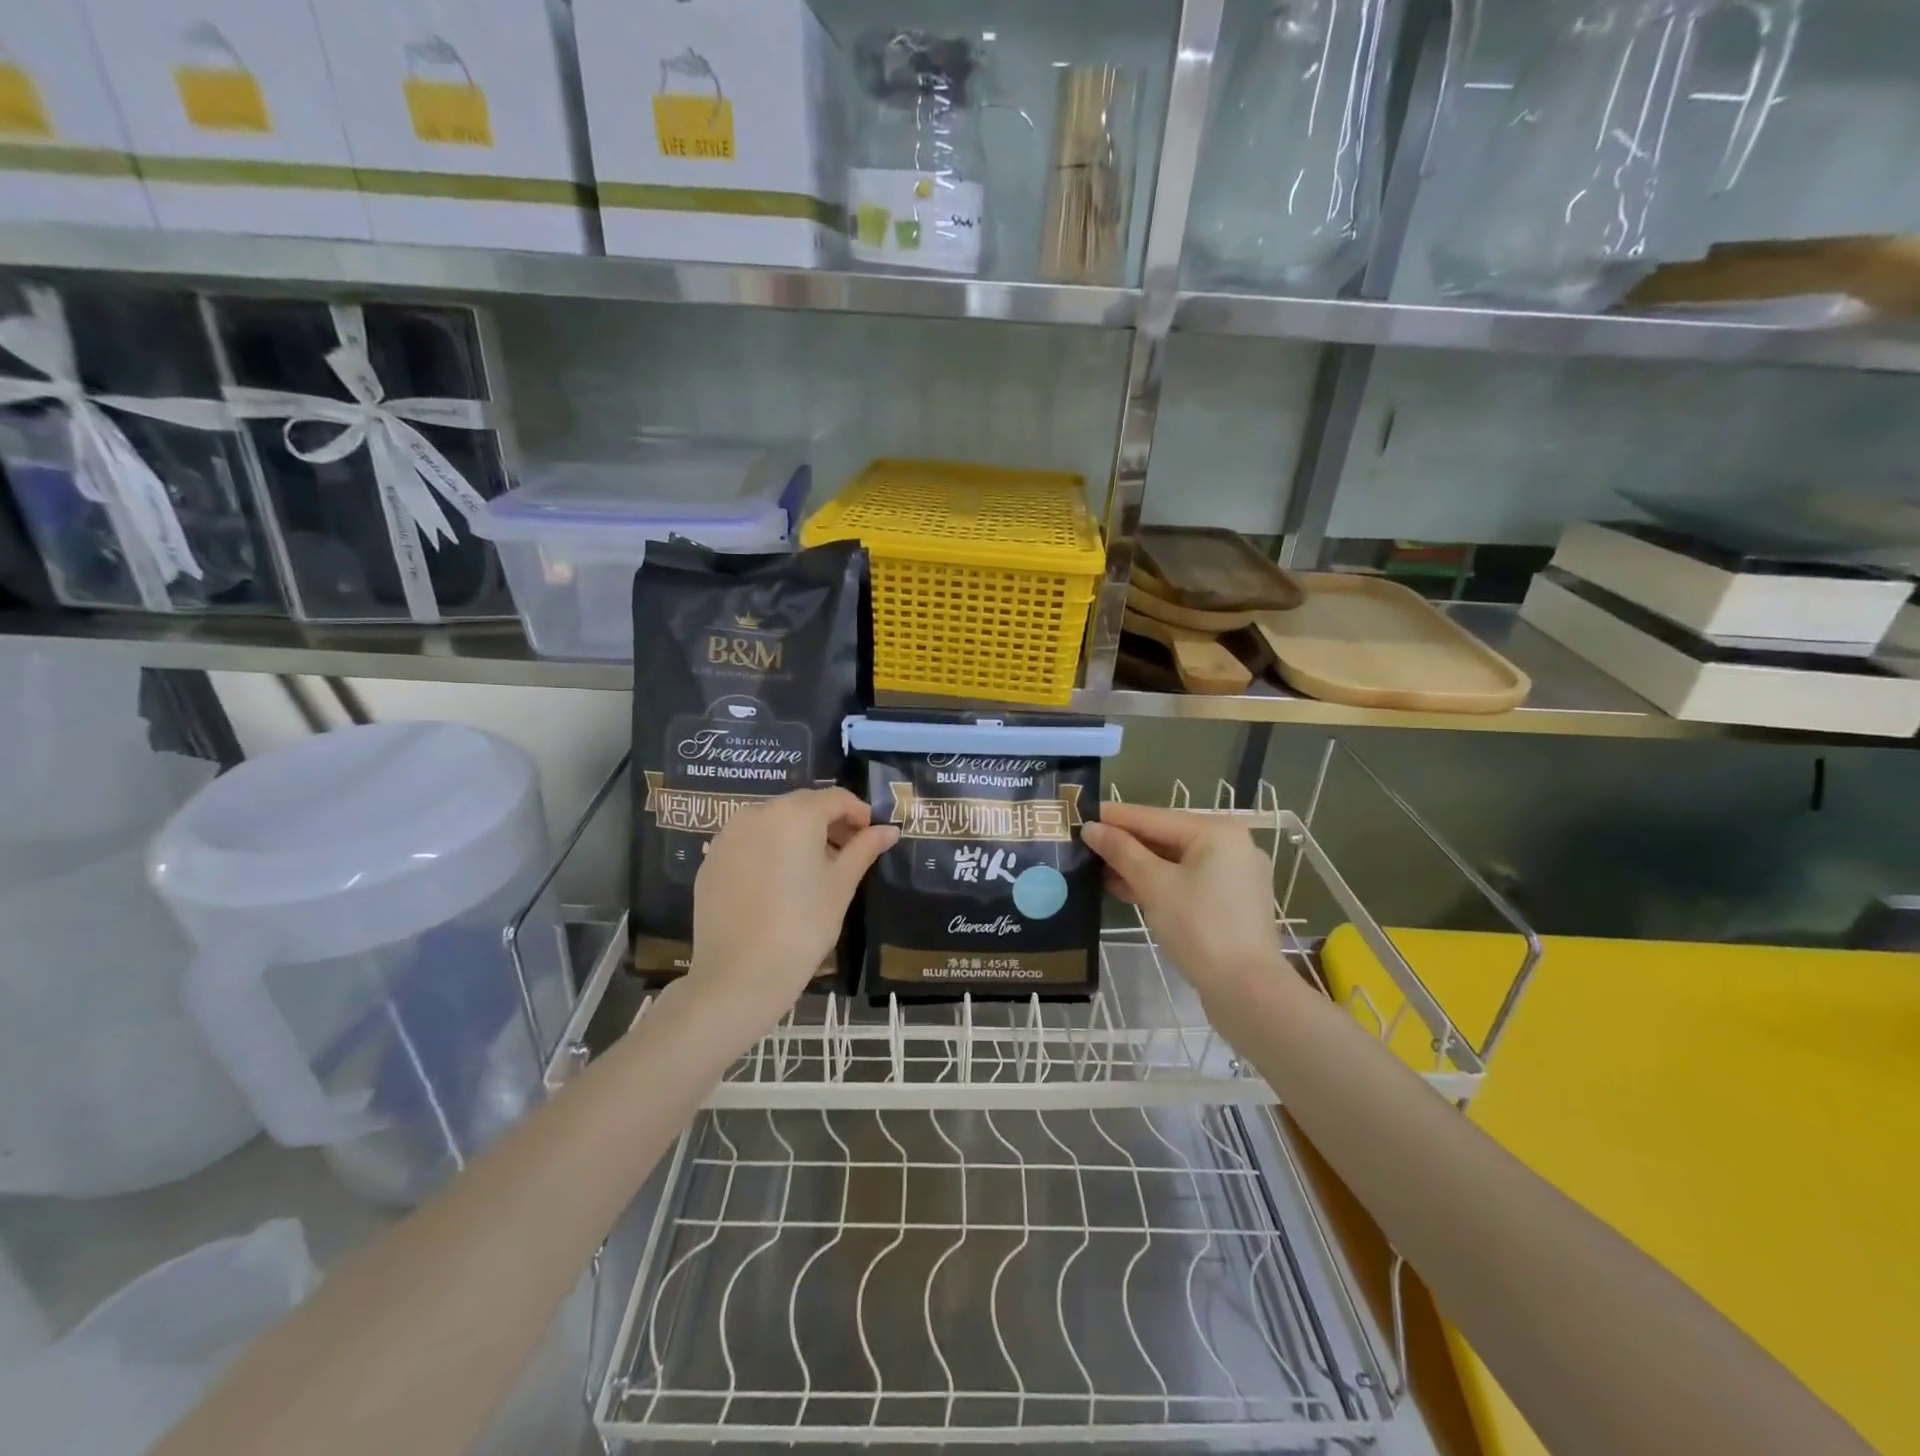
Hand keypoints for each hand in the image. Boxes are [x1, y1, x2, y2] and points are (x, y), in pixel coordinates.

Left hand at [687, 787, 896, 1034]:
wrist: (740, 974)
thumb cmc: (803, 926)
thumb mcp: (841, 885)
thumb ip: (865, 849)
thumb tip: (889, 830)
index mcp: (795, 814)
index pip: (836, 798)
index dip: (859, 813)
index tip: (871, 836)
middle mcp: (757, 813)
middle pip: (802, 806)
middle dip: (828, 823)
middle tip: (846, 854)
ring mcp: (727, 836)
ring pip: (772, 822)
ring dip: (797, 835)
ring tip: (812, 870)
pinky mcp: (710, 861)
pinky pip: (748, 843)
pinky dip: (768, 851)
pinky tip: (778, 884)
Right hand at [1082, 802, 1294, 1011]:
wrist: (1247, 991)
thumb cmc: (1200, 928)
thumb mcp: (1154, 885)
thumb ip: (1121, 852)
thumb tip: (1091, 828)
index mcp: (1217, 831)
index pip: (1154, 817)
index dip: (1114, 817)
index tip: (1081, 815)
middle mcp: (1231, 845)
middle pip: (1166, 837)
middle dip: (1125, 844)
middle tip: (1085, 845)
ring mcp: (1235, 875)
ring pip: (1176, 861)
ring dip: (1138, 866)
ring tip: (1097, 869)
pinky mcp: (1231, 902)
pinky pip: (1187, 880)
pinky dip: (1159, 883)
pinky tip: (1126, 889)